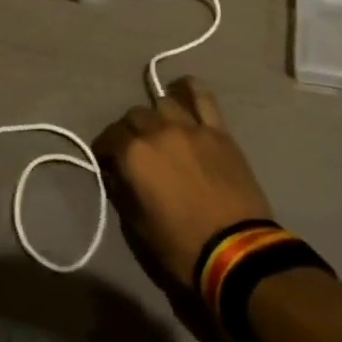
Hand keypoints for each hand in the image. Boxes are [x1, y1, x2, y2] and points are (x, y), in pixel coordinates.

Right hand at [94, 79, 273, 288]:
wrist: (237, 251)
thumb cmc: (181, 246)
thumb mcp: (138, 227)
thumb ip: (122, 192)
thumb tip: (115, 173)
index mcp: (134, 155)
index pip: (110, 137)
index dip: (104, 149)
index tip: (106, 160)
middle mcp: (158, 131)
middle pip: (134, 115)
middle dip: (128, 130)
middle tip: (133, 149)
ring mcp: (190, 127)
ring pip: (164, 103)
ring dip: (156, 115)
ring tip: (160, 129)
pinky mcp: (218, 130)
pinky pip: (203, 98)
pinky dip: (190, 90)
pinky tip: (184, 92)